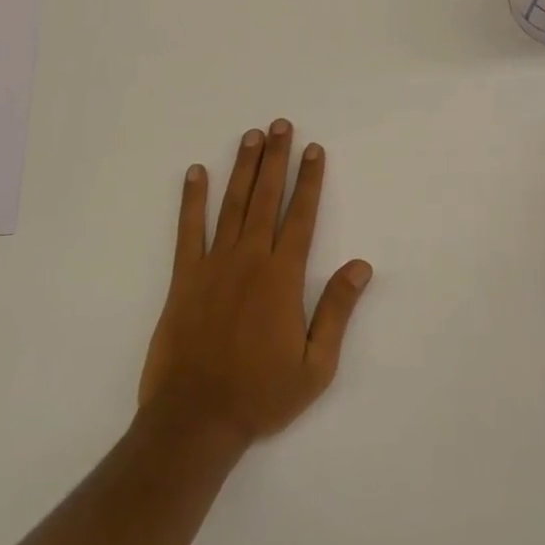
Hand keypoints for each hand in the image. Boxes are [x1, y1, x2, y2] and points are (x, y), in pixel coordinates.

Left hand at [138, 119, 372, 449]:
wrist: (195, 419)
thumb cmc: (261, 394)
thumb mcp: (316, 365)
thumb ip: (337, 311)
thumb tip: (361, 266)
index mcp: (283, 277)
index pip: (302, 216)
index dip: (310, 180)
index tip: (314, 149)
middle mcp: (249, 260)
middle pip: (266, 198)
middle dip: (276, 159)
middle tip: (280, 124)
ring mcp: (213, 265)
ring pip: (231, 205)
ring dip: (242, 167)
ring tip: (250, 136)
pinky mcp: (184, 278)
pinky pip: (188, 230)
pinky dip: (192, 199)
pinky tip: (195, 172)